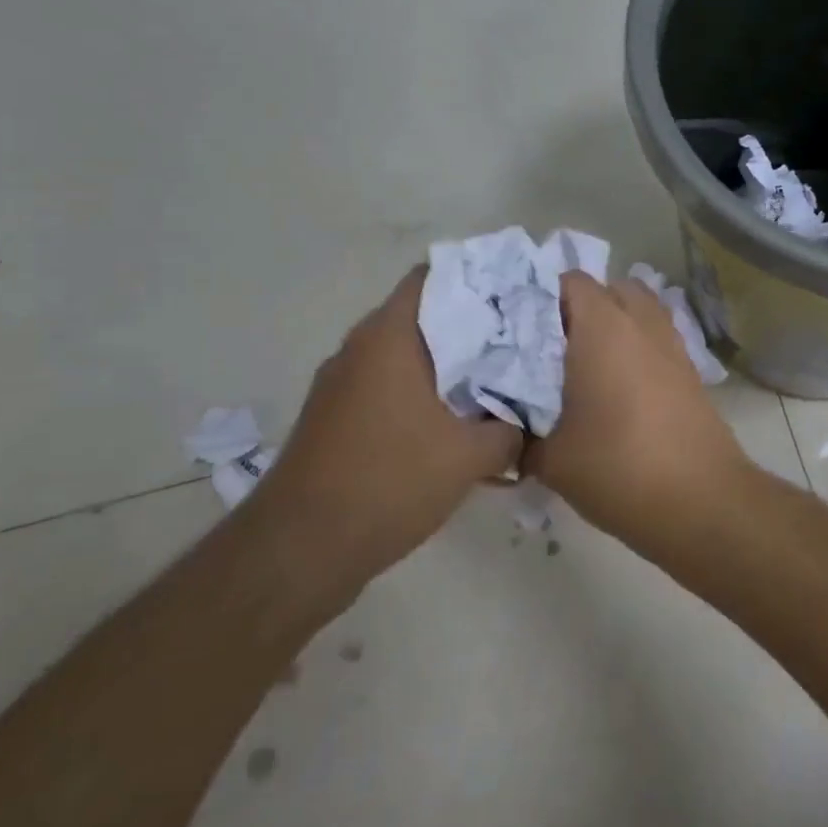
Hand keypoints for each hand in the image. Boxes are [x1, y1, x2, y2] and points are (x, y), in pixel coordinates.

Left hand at [256, 268, 521, 596]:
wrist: (301, 549)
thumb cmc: (390, 481)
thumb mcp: (470, 457)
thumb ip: (510, 430)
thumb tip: (526, 422)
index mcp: (390, 337)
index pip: (433, 277)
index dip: (477, 279)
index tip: (515, 295)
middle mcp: (360, 348)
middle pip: (423, 316)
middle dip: (471, 327)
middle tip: (519, 341)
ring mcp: (341, 384)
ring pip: (406, 355)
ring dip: (447, 365)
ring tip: (495, 381)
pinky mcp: (334, 417)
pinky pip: (388, 387)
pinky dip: (422, 393)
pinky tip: (454, 423)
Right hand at [525, 273, 749, 541]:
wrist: (699, 500)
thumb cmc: (618, 468)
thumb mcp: (551, 458)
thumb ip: (520, 436)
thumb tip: (507, 431)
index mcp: (603, 328)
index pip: (570, 282)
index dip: (542, 297)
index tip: (519, 328)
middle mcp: (641, 323)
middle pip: (610, 288)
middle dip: (581, 307)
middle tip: (552, 346)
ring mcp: (672, 343)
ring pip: (640, 310)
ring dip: (615, 323)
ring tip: (587, 363)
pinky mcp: (690, 369)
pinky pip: (657, 338)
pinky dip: (638, 346)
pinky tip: (619, 387)